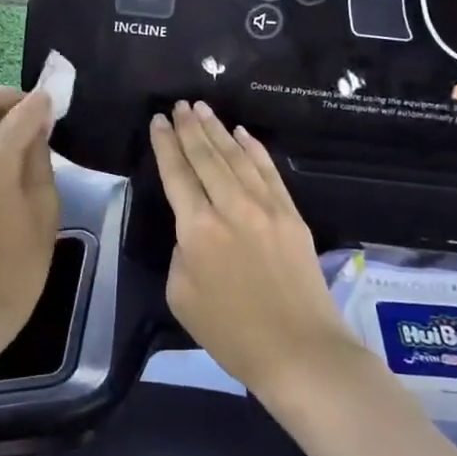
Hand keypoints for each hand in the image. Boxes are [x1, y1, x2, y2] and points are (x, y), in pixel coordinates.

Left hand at [0, 85, 59, 349]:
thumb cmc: (23, 259)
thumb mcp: (45, 203)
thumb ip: (39, 156)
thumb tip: (38, 124)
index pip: (18, 113)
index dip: (41, 102)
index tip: (58, 100)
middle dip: (7, 96)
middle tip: (34, 114)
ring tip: (24, 132)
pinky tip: (10, 151)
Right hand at [150, 101, 354, 392]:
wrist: (299, 350)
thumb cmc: (230, 332)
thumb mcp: (181, 295)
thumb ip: (181, 253)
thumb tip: (194, 233)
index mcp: (196, 229)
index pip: (176, 174)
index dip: (165, 145)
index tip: (157, 121)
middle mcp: (230, 207)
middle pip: (206, 157)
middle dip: (189, 127)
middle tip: (179, 105)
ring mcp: (266, 208)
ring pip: (236, 157)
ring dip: (217, 130)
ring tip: (203, 109)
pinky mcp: (292, 216)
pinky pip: (269, 172)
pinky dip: (253, 149)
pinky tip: (242, 134)